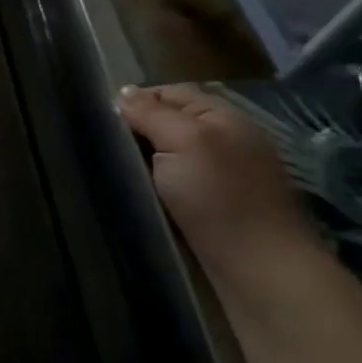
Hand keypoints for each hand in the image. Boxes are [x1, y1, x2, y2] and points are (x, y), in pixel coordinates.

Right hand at [116, 83, 314, 271]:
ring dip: (145, 160)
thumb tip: (123, 93)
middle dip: (138, 130)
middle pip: (171, 123)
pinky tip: (138, 193)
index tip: (101, 116)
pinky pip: (176, 184)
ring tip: (112, 167)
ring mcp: (224, 176)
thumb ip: (152, 114)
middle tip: (101, 143)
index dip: (136, 100)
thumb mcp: (183, 142)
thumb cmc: (220, 197)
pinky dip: (156, 185)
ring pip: (171, 155)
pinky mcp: (217, 208)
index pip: (171, 92)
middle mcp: (226, 140)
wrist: (260, 270)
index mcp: (223, 116)